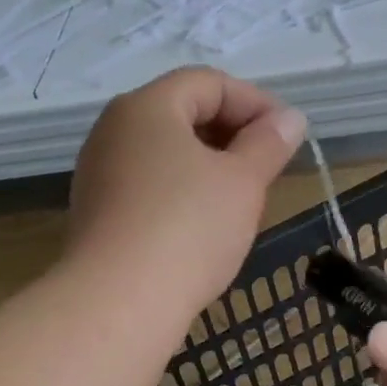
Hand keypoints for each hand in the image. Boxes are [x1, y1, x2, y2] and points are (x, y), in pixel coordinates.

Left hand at [67, 67, 306, 316]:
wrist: (119, 303)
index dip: (255, 102)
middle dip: (232, 135)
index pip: (208, 82)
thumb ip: (269, 144)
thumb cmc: (188, 229)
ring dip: (208, 168)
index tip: (288, 136)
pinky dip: (182, 194)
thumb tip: (289, 119)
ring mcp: (99, 174)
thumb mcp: (243, 182)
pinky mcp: (98, 215)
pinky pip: (148, 187)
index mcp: (146, 107)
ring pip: (165, 155)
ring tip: (240, 201)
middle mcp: (113, 131)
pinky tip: (203, 229)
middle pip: (182, 115)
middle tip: (267, 169)